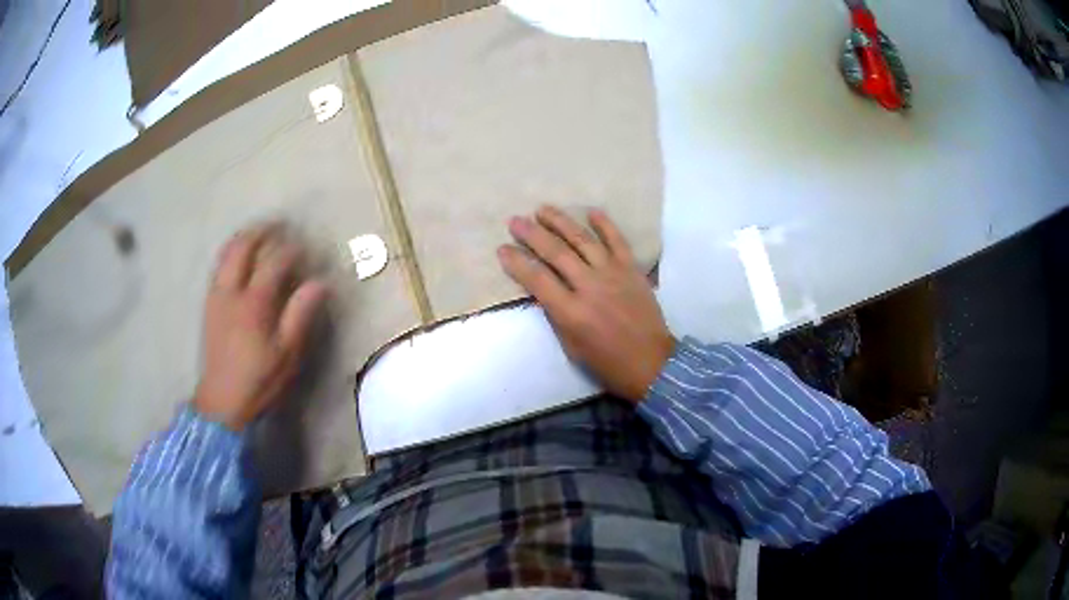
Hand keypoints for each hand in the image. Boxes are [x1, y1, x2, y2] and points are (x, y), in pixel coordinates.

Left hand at [194, 225, 328, 430]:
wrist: (222, 401)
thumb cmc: (259, 380)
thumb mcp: (287, 353)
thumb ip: (301, 314)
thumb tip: (320, 282)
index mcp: (254, 302)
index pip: (275, 262)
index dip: (292, 250)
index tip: (307, 247)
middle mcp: (232, 291)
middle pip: (243, 247)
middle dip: (262, 231)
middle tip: (279, 225)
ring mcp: (217, 296)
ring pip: (226, 253)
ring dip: (244, 238)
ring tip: (259, 233)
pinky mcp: (209, 304)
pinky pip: (219, 266)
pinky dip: (231, 253)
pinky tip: (239, 257)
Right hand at [498, 205, 674, 402]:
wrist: (651, 362)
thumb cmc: (607, 362)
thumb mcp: (571, 346)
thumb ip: (556, 314)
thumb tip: (542, 289)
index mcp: (571, 312)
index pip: (537, 279)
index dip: (516, 262)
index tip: (502, 249)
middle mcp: (590, 287)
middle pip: (556, 253)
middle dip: (532, 234)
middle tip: (515, 221)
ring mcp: (613, 274)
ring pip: (583, 240)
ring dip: (561, 222)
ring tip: (543, 209)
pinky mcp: (632, 269)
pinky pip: (617, 240)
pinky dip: (605, 224)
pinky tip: (591, 211)